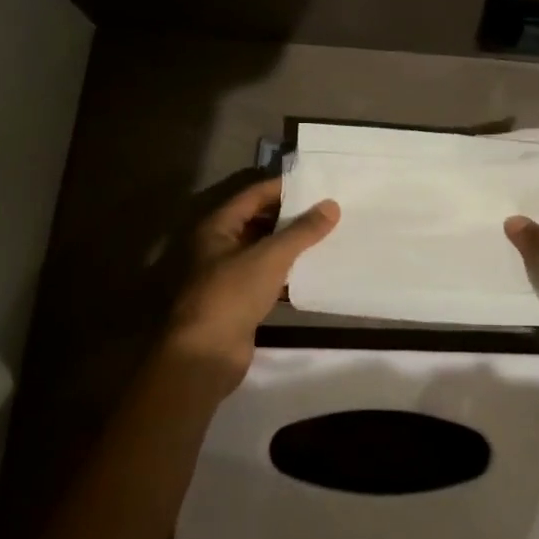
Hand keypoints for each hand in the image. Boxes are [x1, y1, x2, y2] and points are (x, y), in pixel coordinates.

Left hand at [159, 178, 339, 398]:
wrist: (207, 353)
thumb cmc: (232, 294)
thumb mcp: (270, 257)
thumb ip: (302, 231)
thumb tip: (331, 206)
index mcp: (218, 227)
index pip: (253, 195)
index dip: (282, 188)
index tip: (315, 184)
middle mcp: (220, 246)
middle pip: (259, 222)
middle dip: (291, 217)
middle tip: (327, 209)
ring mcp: (229, 275)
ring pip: (265, 251)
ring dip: (292, 246)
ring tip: (328, 236)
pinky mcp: (240, 301)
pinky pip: (269, 278)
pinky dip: (289, 274)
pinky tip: (315, 272)